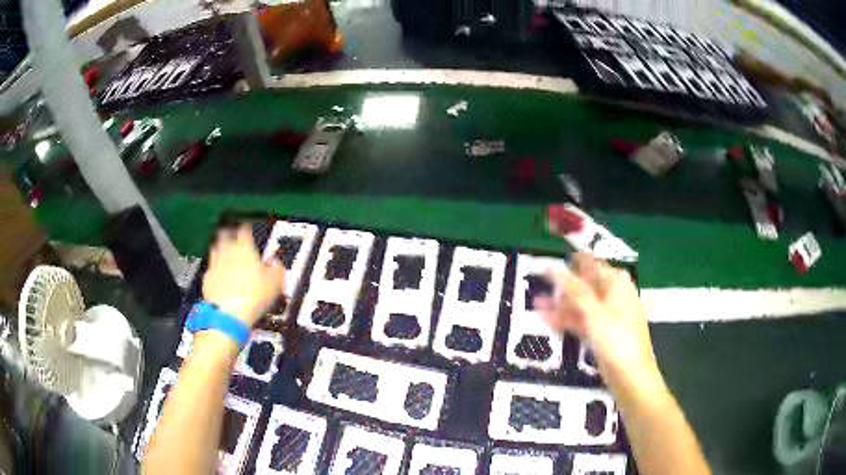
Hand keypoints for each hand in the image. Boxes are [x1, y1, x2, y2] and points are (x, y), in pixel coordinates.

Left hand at [202, 224, 284, 325]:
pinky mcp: (207, 278)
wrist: (229, 313)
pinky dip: (214, 268)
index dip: (247, 229)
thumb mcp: (275, 283)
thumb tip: (277, 264)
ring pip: (215, 249)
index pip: (245, 230)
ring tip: (224, 251)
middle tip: (233, 236)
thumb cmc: (252, 297)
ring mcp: (215, 264)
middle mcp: (227, 252)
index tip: (248, 229)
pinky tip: (219, 274)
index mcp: (245, 248)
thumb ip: (276, 269)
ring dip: (219, 248)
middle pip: (225, 235)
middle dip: (229, 234)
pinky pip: (210, 268)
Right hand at [534, 253, 657, 379]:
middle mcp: (614, 297)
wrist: (630, 374)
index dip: (575, 262)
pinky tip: (548, 321)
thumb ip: (574, 289)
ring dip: (562, 305)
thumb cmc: (616, 337)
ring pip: (582, 305)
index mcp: (617, 285)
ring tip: (537, 304)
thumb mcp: (594, 311)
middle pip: (586, 286)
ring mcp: (608, 317)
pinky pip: (582, 322)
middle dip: (564, 286)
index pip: (594, 265)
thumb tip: (555, 268)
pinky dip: (568, 320)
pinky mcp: (602, 335)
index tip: (556, 259)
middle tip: (541, 283)